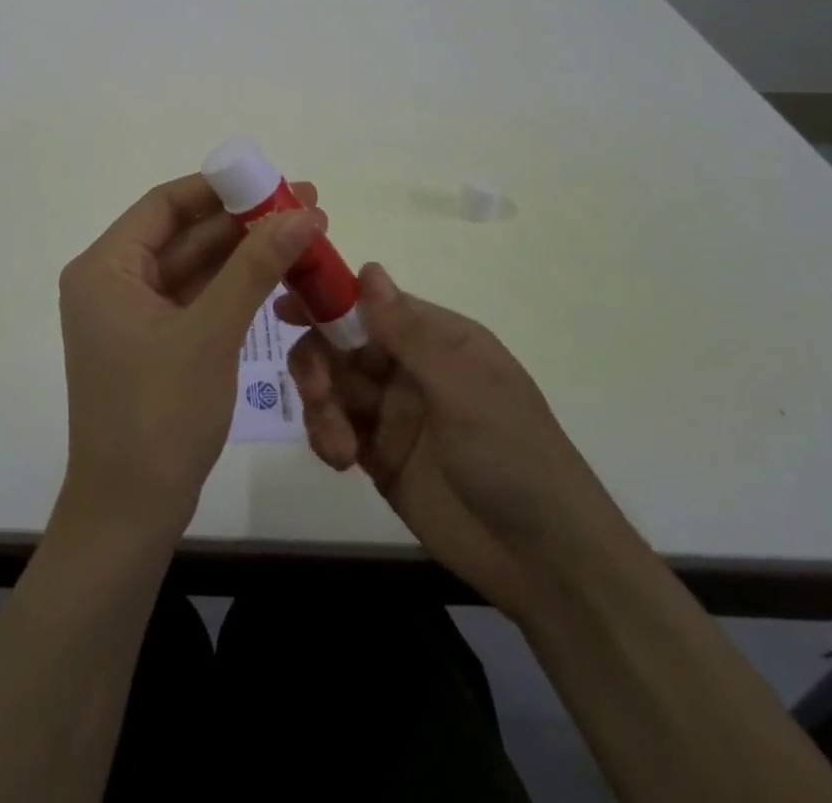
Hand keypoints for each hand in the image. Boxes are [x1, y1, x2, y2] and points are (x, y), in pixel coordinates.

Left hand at [56, 174, 324, 540]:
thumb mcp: (211, 333)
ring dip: (245, 252)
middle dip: (243, 220)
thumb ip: (255, 267)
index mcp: (105, 267)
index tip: (272, 179)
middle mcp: (113, 281)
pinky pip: (197, 298)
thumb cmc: (160, 415)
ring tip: (306, 233)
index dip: (220, 187)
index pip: (164, 204)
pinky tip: (279, 273)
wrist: (131, 513)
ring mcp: (134, 314)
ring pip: (195, 266)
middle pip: (183, 233)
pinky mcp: (155, 342)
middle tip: (306, 205)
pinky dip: (235, 286)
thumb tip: (303, 213)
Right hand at [283, 263, 623, 617]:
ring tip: (337, 443)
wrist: (545, 563)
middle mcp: (411, 368)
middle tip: (316, 390)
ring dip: (321, 405)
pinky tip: (340, 459)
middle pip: (341, 344)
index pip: (371, 304)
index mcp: (438, 339)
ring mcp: (393, 413)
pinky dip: (326, 437)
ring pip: (332, 386)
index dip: (329, 301)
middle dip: (318, 361)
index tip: (286, 309)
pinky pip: (335, 429)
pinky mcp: (379, 456)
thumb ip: (408, 333)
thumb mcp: (463, 388)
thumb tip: (368, 269)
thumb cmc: (512, 456)